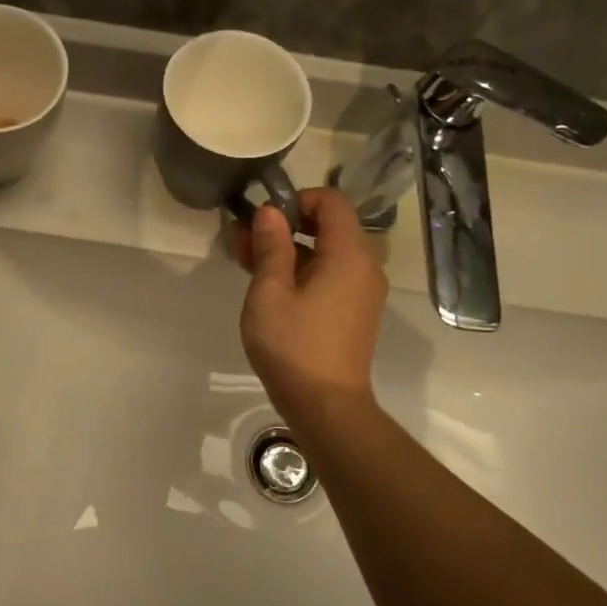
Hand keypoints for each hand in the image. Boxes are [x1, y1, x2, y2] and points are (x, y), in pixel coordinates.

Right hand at [232, 189, 387, 429]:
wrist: (326, 405)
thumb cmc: (293, 344)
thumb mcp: (270, 291)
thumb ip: (271, 246)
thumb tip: (270, 212)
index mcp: (349, 254)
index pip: (331, 201)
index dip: (296, 200)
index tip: (263, 219)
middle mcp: (364, 266)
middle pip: (327, 227)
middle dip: (284, 227)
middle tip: (241, 240)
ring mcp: (362, 291)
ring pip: (325, 253)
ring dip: (288, 251)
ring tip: (246, 262)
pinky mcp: (354, 312)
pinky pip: (329, 276)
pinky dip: (301, 271)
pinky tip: (268, 286)